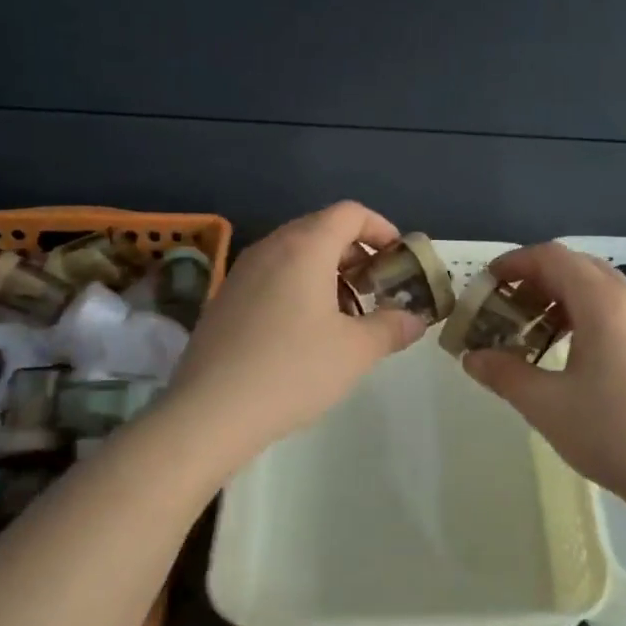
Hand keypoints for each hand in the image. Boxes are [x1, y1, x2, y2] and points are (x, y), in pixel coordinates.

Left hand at [169, 202, 425, 462]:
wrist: (210, 412)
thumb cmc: (293, 371)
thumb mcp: (356, 351)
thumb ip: (392, 327)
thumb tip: (415, 319)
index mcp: (304, 247)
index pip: (349, 213)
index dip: (381, 228)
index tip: (398, 258)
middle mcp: (270, 248)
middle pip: (321, 230)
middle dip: (356, 254)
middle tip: (378, 290)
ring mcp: (241, 273)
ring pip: (294, 255)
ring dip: (328, 273)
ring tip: (346, 315)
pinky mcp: (224, 300)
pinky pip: (271, 277)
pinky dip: (299, 288)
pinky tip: (306, 333)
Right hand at [463, 243, 625, 508]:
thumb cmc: (612, 434)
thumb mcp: (546, 405)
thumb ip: (504, 373)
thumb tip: (471, 357)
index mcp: (604, 304)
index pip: (553, 258)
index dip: (515, 263)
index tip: (488, 284)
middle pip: (578, 266)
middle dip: (537, 279)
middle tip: (506, 309)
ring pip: (601, 287)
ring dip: (563, 297)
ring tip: (535, 331)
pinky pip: (620, 308)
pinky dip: (588, 313)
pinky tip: (573, 351)